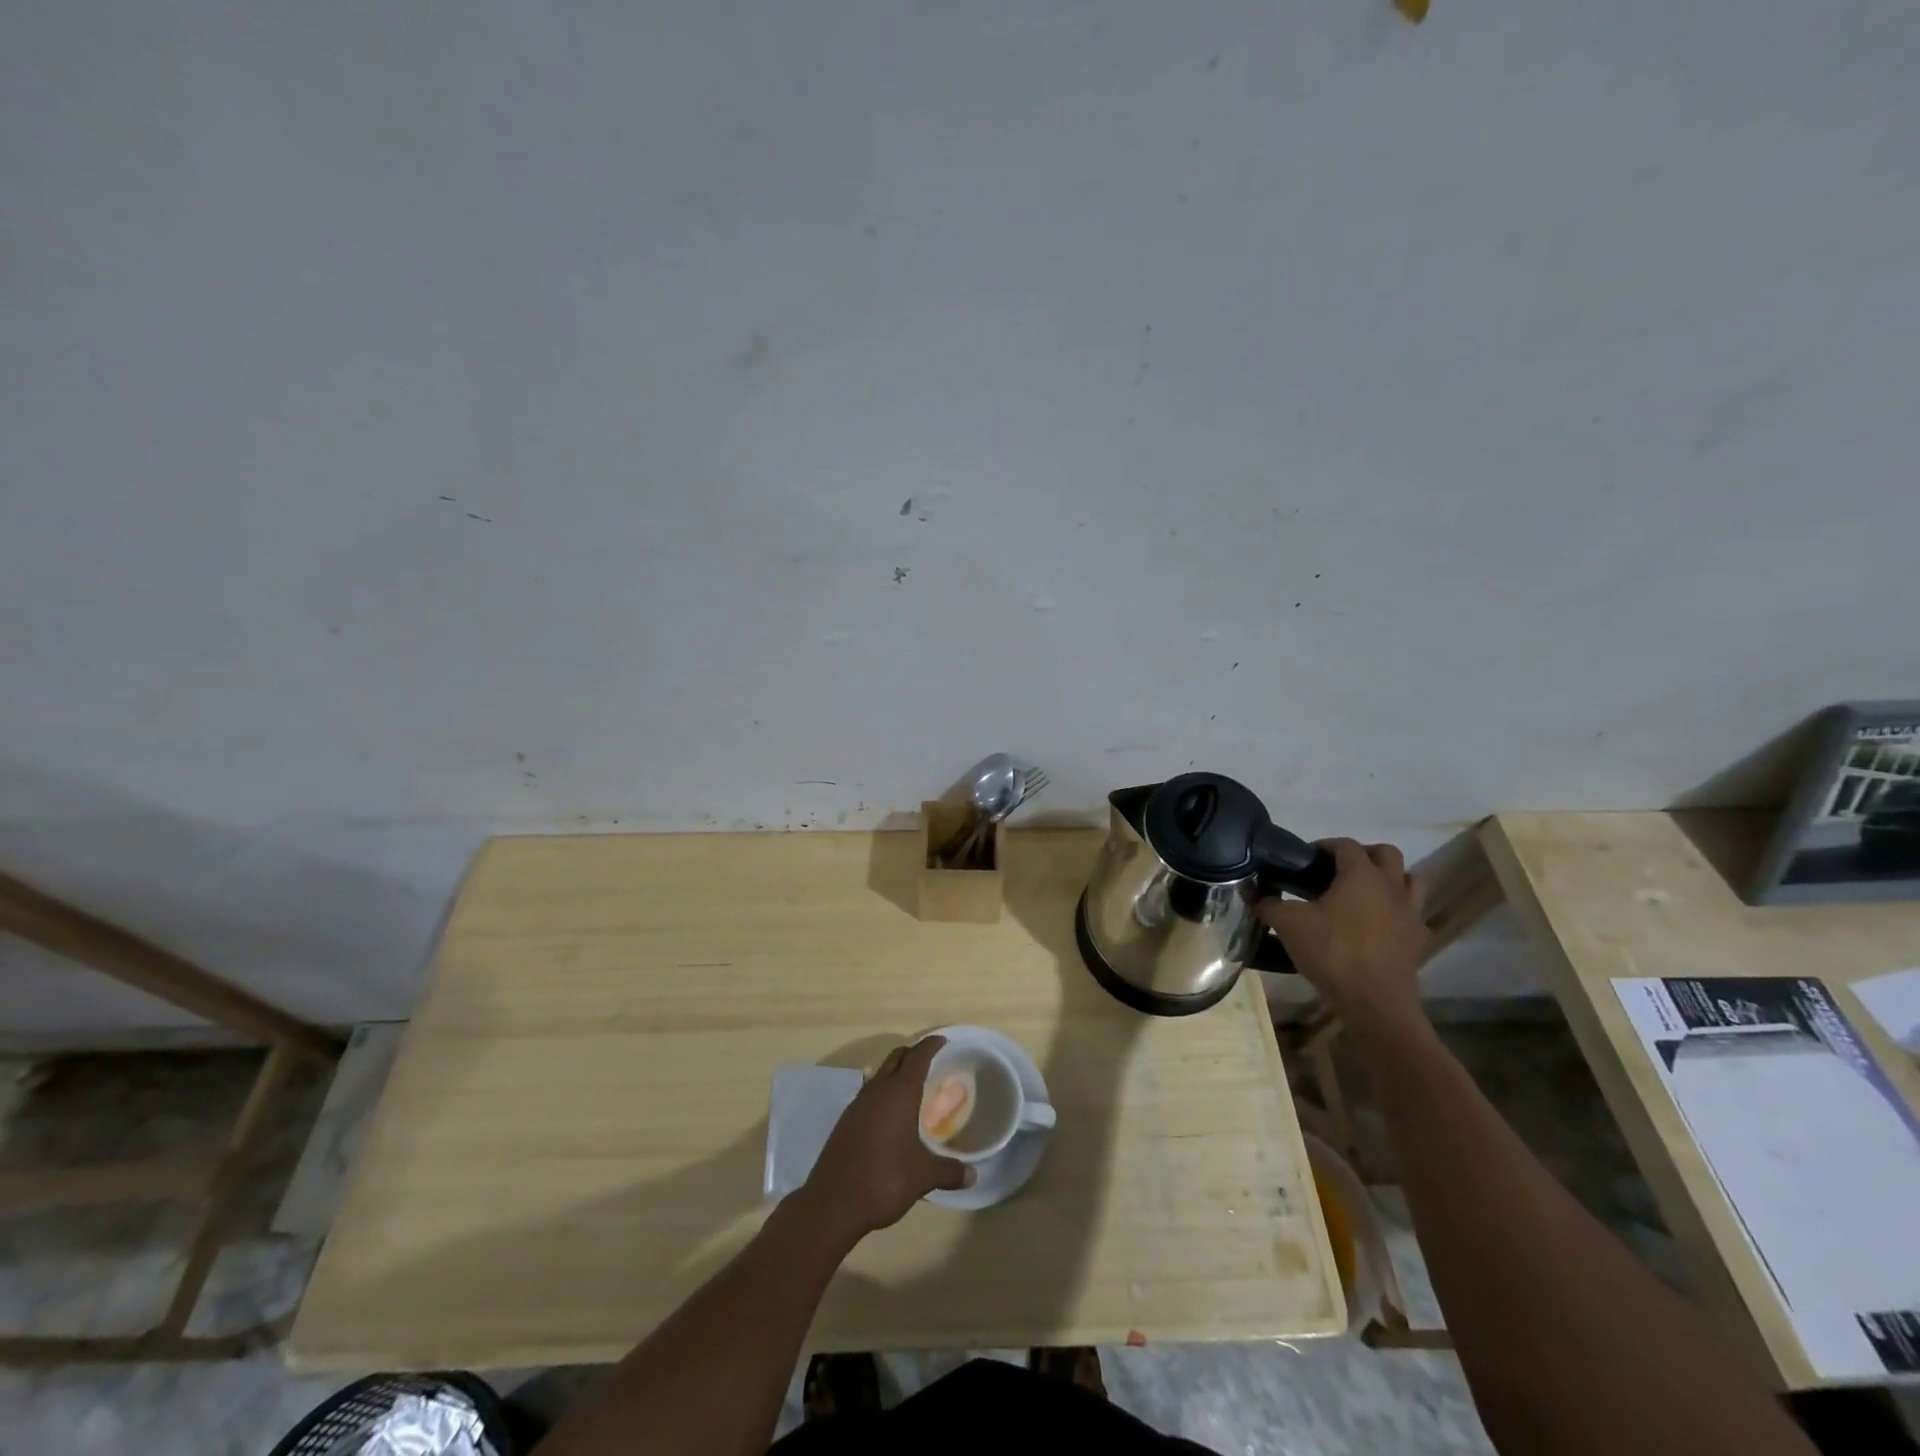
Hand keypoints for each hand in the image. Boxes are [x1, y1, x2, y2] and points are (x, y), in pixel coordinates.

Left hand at [797, 1036, 972, 1246]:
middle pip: (896, 1058)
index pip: (917, 1056)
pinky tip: (889, 1113)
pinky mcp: (846, 1121)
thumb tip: (972, 1175)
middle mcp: (877, 1090)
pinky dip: (882, 1093)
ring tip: (911, 1085)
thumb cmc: (884, 1178)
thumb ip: (949, 1171)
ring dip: (895, 1073)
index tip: (942, 1040)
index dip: (930, 1045)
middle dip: (912, 1053)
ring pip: (879, 1075)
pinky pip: (868, 1094)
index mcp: (899, 1093)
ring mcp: (858, 1104)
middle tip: (929, 1059)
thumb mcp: (923, 1176)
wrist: (833, 1202)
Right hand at [1258, 839, 1428, 1028]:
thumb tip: (1253, 894)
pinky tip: (1379, 925)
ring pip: (1409, 879)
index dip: (1324, 846)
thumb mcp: (1289, 925)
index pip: (1345, 845)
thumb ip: (1269, 904)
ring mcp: (1410, 912)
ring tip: (1363, 893)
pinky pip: (1413, 914)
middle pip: (1386, 853)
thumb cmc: (1332, 952)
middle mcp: (1391, 886)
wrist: (1374, 1002)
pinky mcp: (1419, 939)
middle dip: (1363, 855)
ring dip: (1388, 878)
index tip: (1306, 859)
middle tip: (1338, 870)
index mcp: (1361, 875)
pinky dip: (1397, 911)